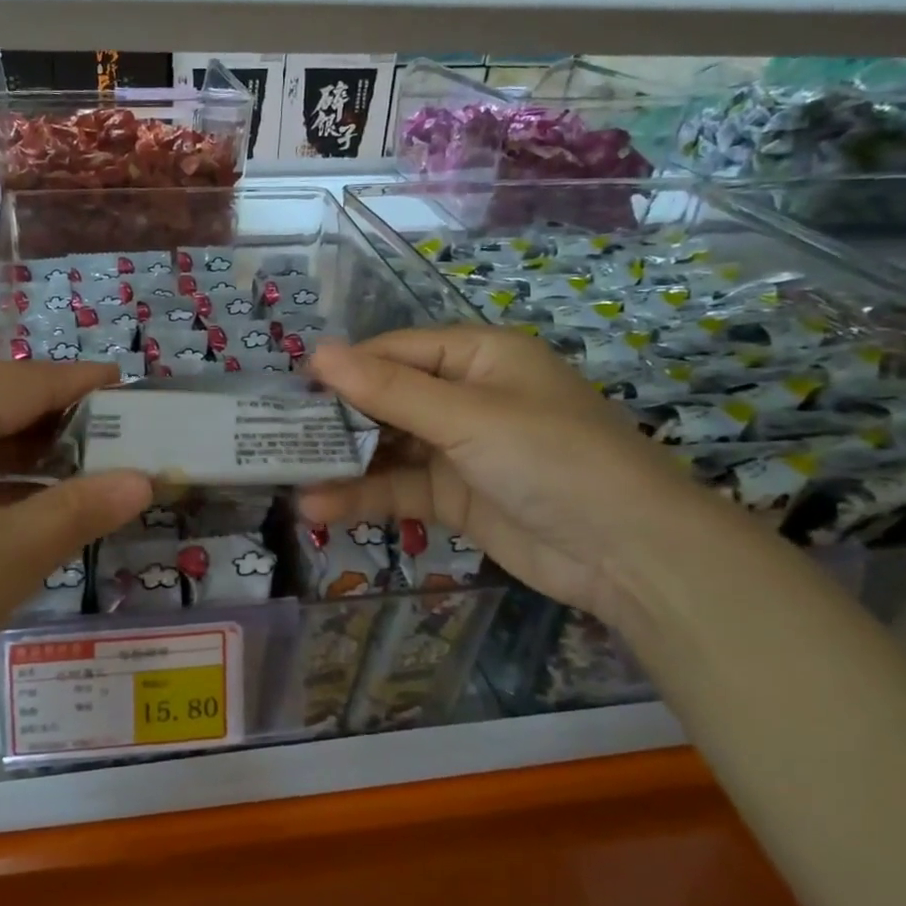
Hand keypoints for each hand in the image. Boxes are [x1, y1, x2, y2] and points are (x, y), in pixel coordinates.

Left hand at [0, 363, 151, 793]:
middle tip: (108, 439)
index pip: (21, 381)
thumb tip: (142, 481)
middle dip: (49, 418)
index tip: (127, 386)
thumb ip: (79, 509)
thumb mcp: (6, 560)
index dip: (78, 383)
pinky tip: (7, 514)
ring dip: (14, 453)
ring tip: (71, 477)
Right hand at [301, 328, 742, 625]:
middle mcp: (465, 396)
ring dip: (342, 463)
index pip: (394, 351)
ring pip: (386, 447)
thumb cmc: (551, 458)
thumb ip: (389, 390)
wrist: (630, 553)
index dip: (345, 367)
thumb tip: (317, 352)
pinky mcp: (455, 496)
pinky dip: (363, 497)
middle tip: (275, 435)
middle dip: (335, 418)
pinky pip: (399, 488)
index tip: (290, 388)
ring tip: (285, 476)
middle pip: (385, 399)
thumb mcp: (467, 417)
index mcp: (476, 356)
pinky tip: (320, 508)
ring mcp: (459, 449)